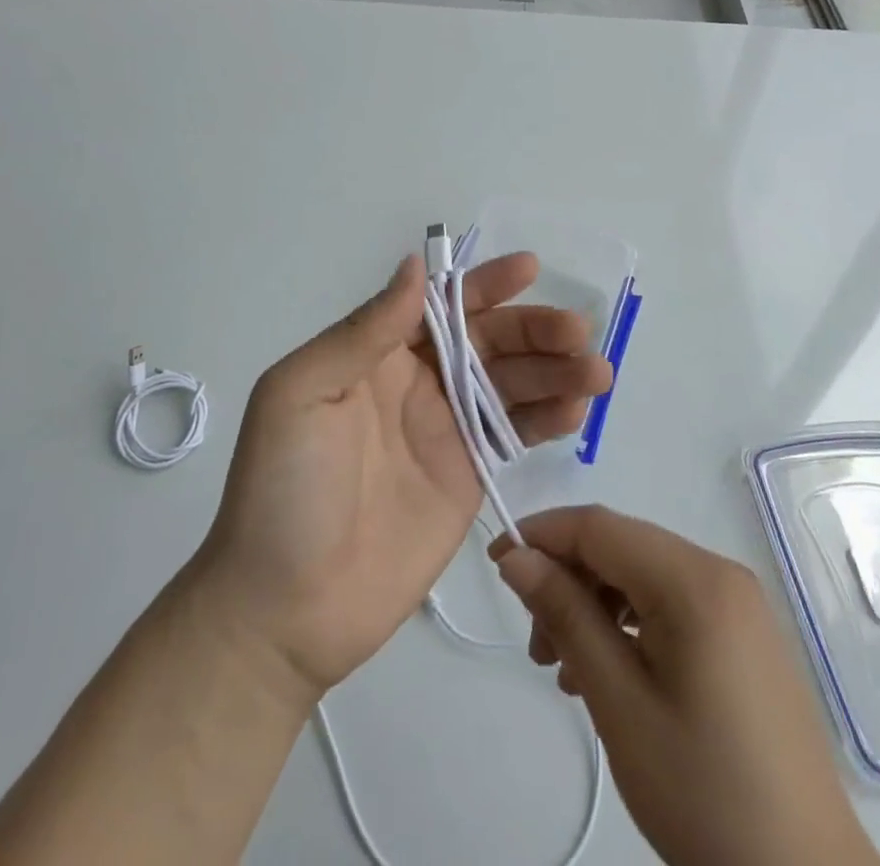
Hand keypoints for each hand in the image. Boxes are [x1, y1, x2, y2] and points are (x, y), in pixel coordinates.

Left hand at [191, 252, 611, 699]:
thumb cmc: (283, 491)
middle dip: (533, 330)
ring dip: (554, 371)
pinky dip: (547, 418)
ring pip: (509, 384)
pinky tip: (576, 409)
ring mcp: (444, 430)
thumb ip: (363, 332)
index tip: (529, 270)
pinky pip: (513, 434)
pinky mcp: (467, 477)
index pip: (438, 304)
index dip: (483, 285)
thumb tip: (414, 267)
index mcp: (375, 354)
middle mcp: (415, 382)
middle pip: (486, 341)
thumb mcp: (301, 394)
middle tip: (578, 332)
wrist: (284, 611)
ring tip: (596, 370)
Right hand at [491, 506, 879, 865]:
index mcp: (695, 579)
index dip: (541, 534)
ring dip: (594, 604)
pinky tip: (610, 673)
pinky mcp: (743, 634)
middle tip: (537, 646)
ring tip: (566, 670)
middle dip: (567, 579)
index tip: (496, 565)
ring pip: (642, 574)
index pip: (599, 526)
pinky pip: (670, 602)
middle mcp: (720, 572)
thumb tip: (517, 557)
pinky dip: (629, 622)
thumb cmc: (704, 793)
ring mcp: (738, 603)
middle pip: (620, 546)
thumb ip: (565, 616)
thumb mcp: (619, 703)